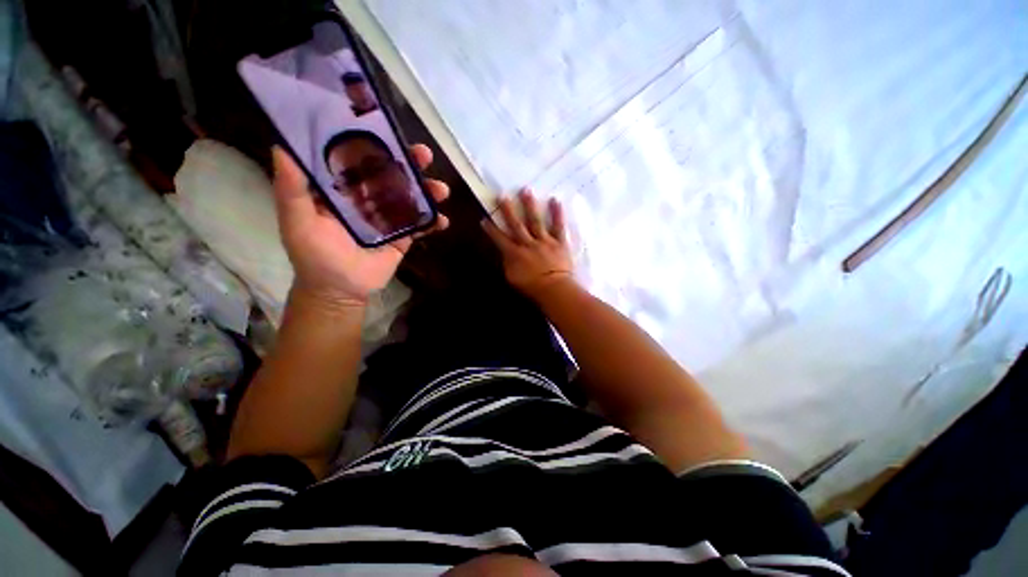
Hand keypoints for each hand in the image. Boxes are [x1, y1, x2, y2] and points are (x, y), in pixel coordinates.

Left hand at [272, 144, 448, 306]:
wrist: (340, 290)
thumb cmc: (315, 255)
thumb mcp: (297, 220)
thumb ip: (292, 188)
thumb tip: (282, 146)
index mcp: (343, 189)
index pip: (360, 159)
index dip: (375, 143)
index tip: (390, 131)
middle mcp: (367, 198)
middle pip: (392, 175)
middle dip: (410, 164)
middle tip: (425, 156)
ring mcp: (388, 217)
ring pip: (411, 197)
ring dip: (428, 191)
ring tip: (441, 190)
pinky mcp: (403, 236)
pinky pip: (420, 225)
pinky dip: (433, 222)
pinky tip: (443, 220)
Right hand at [483, 189, 574, 299]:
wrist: (555, 289)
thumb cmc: (532, 287)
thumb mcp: (512, 278)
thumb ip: (507, 263)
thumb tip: (505, 252)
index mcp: (515, 253)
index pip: (499, 239)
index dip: (491, 229)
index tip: (484, 218)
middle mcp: (528, 243)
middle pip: (516, 224)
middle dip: (508, 210)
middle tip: (502, 195)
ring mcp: (544, 241)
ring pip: (535, 221)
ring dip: (529, 205)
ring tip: (526, 190)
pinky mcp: (559, 242)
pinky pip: (558, 226)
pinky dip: (557, 213)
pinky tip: (555, 200)